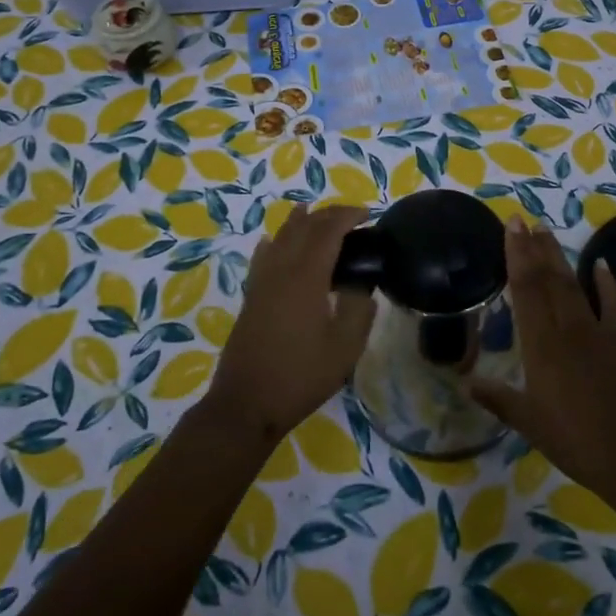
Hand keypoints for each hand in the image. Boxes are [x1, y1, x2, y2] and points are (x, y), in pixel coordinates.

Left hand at [206, 204, 376, 443]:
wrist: (247, 402)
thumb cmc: (300, 376)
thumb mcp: (344, 348)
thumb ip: (358, 310)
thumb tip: (362, 287)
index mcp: (306, 277)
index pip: (327, 231)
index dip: (347, 216)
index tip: (368, 214)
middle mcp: (280, 270)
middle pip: (303, 227)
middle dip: (327, 214)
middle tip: (351, 216)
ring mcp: (261, 282)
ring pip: (279, 237)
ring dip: (300, 222)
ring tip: (313, 213)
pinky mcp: (251, 296)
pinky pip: (262, 256)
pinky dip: (274, 242)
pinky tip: (273, 242)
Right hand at [469, 218, 615, 497]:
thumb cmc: (573, 440)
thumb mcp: (528, 421)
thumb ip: (497, 397)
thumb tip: (466, 382)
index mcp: (541, 345)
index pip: (525, 289)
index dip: (516, 255)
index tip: (511, 228)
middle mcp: (567, 329)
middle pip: (548, 279)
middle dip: (533, 247)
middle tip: (522, 220)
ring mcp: (598, 333)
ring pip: (574, 286)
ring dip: (559, 257)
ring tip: (546, 232)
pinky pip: (613, 306)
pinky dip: (607, 283)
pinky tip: (601, 264)